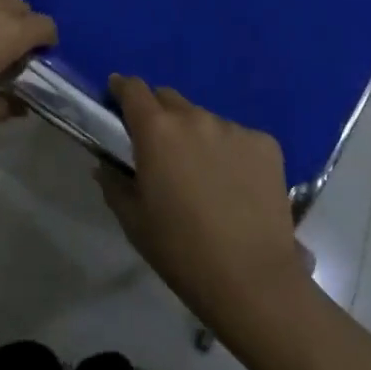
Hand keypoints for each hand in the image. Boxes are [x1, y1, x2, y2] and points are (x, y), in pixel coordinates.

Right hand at [98, 76, 311, 325]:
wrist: (253, 280)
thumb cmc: (182, 252)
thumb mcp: (134, 222)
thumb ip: (114, 184)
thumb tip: (105, 165)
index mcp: (156, 130)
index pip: (133, 89)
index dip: (122, 89)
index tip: (118, 96)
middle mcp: (194, 117)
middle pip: (169, 99)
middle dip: (159, 115)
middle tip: (161, 148)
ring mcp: (233, 127)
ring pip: (205, 120)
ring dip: (197, 136)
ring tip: (204, 175)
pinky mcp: (266, 143)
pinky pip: (238, 138)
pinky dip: (230, 152)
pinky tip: (236, 186)